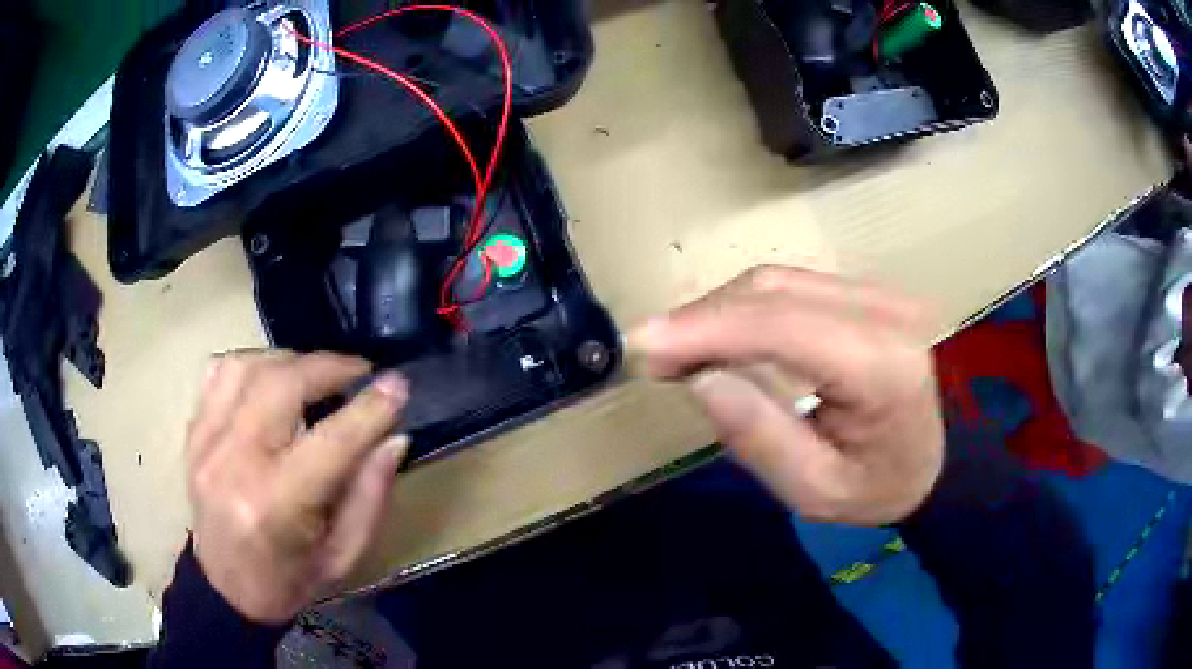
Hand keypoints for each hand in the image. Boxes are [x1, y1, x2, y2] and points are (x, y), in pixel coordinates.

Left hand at [186, 351, 408, 622]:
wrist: (227, 589)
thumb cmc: (290, 580)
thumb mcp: (344, 556)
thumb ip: (370, 495)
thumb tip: (393, 437)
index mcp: (278, 505)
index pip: (332, 440)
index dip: (370, 408)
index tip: (398, 385)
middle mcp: (235, 463)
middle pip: (283, 384)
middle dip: (329, 367)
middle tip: (357, 372)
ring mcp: (206, 442)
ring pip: (247, 366)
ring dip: (289, 361)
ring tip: (313, 376)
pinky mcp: (193, 433)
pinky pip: (218, 372)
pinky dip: (250, 365)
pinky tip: (269, 382)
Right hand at [631, 266, 943, 525]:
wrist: (932, 462)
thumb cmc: (877, 490)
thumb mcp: (814, 491)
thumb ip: (759, 436)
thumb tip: (701, 378)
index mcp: (882, 368)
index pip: (783, 327)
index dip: (707, 329)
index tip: (644, 344)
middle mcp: (884, 314)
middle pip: (775, 292)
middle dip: (703, 317)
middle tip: (654, 353)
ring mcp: (878, 294)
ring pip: (777, 281)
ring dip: (718, 310)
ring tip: (678, 348)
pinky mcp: (865, 292)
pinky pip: (791, 287)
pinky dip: (743, 307)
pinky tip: (718, 334)